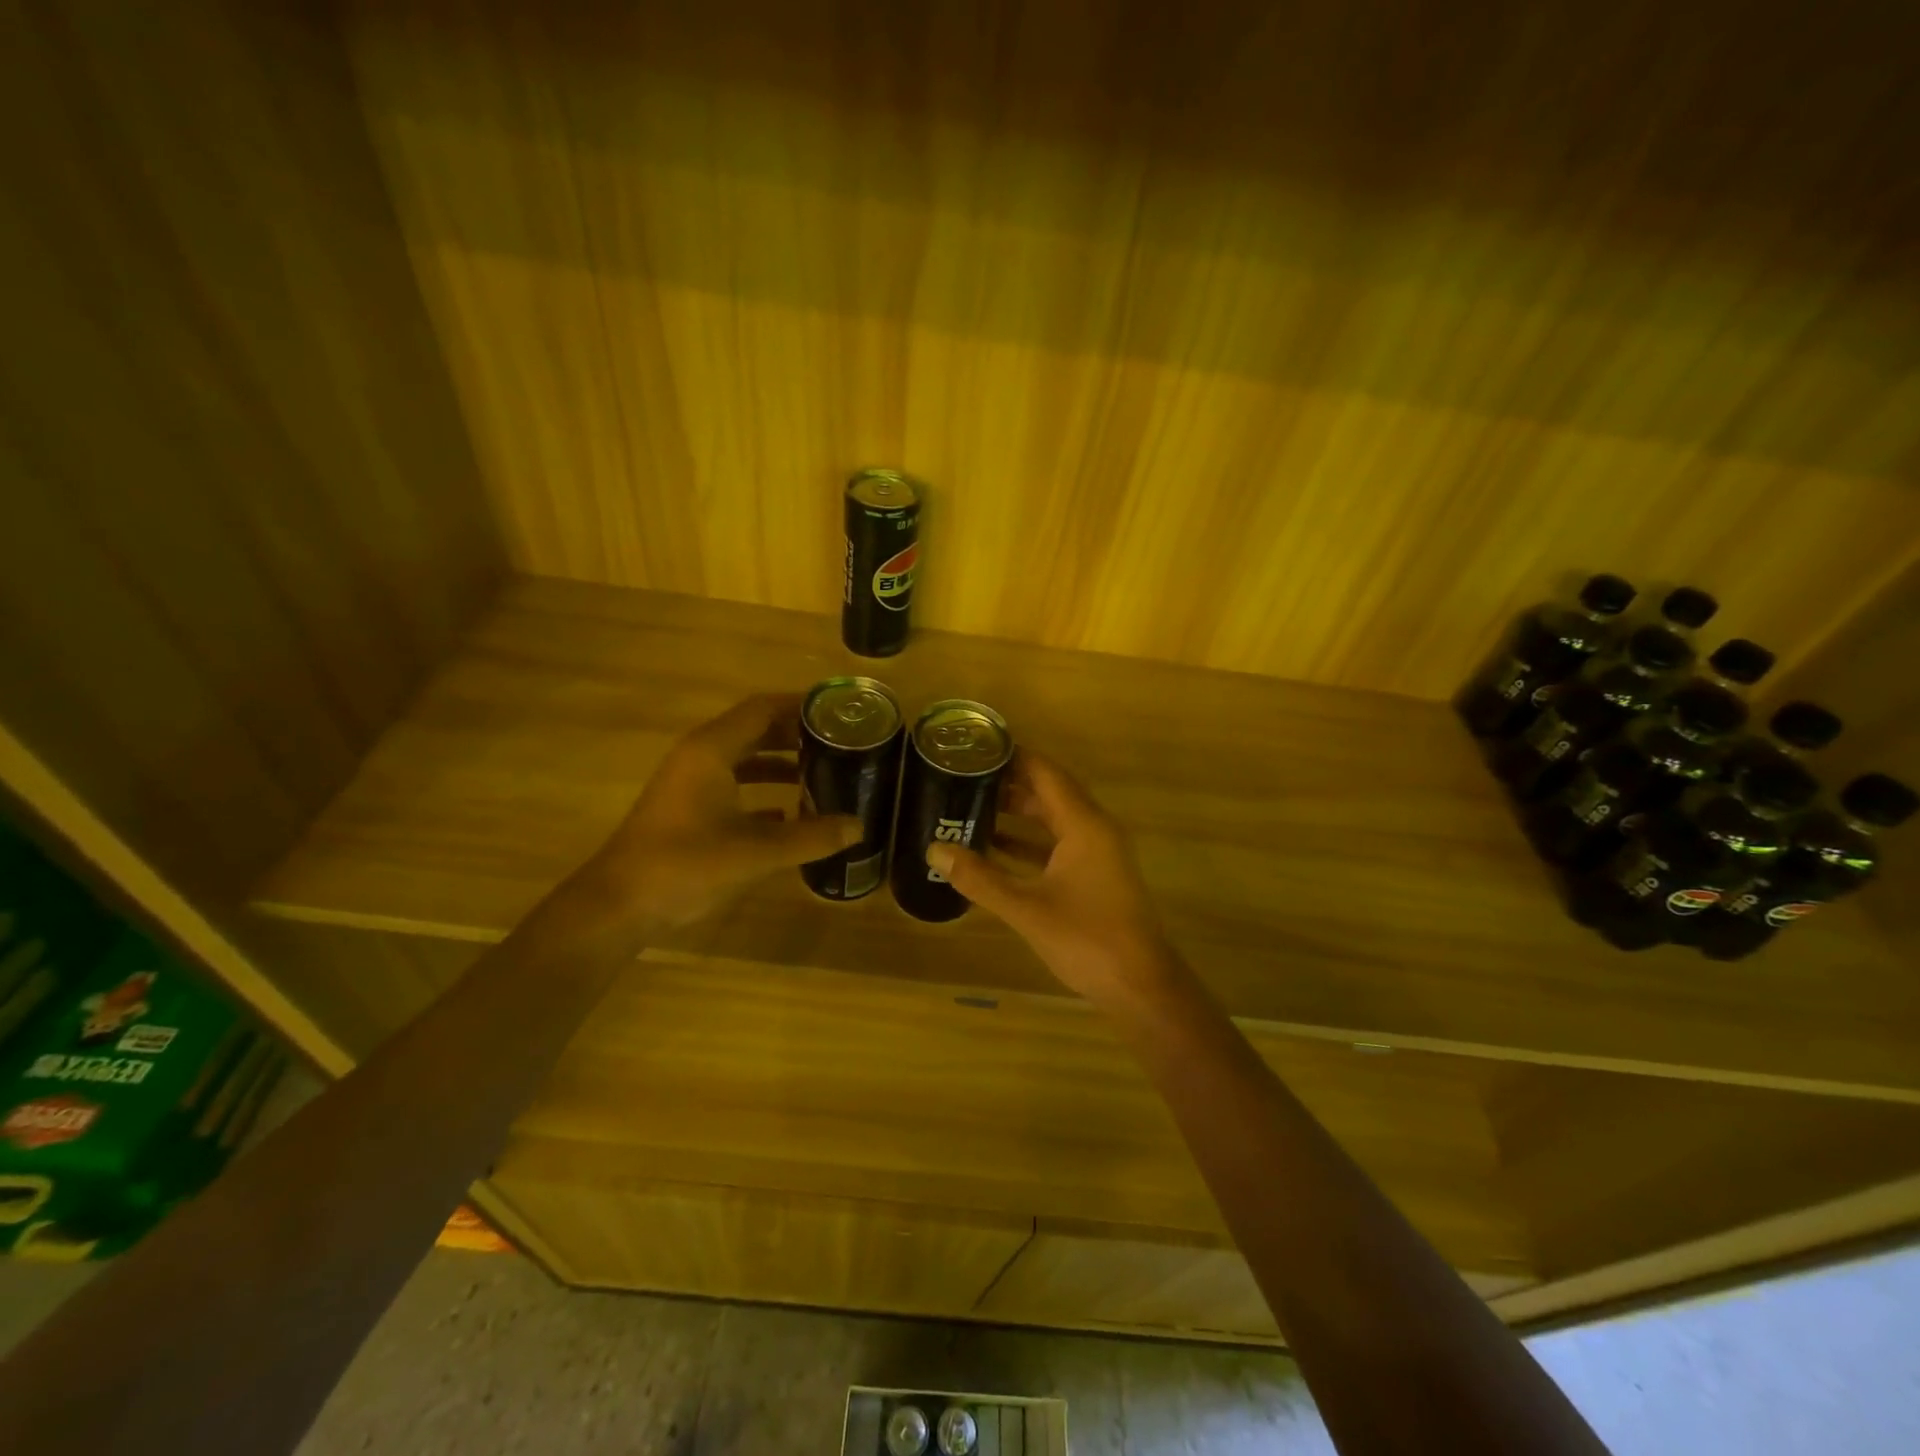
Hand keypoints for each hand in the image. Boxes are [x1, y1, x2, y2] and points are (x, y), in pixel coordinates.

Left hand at [589, 694, 861, 928]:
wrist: (618, 905)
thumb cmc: (685, 865)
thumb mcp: (756, 852)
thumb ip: (811, 837)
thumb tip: (859, 827)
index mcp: (712, 750)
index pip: (763, 709)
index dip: (801, 706)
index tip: (839, 712)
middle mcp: (700, 756)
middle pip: (755, 729)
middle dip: (796, 734)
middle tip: (840, 743)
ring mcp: (690, 782)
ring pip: (743, 758)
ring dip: (780, 762)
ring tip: (823, 773)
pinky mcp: (687, 807)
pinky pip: (732, 784)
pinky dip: (762, 789)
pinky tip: (790, 811)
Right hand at [925, 752, 1172, 1006]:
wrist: (1140, 986)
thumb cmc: (1086, 940)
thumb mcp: (1026, 908)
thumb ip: (980, 878)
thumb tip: (934, 849)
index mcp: (1083, 825)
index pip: (1045, 773)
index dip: (1013, 756)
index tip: (976, 747)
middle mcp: (1094, 829)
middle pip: (1050, 792)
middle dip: (1010, 782)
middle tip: (966, 776)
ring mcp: (1098, 852)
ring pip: (1054, 818)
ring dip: (1019, 812)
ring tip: (973, 804)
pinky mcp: (1096, 874)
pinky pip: (1059, 843)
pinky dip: (1030, 841)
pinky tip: (996, 847)